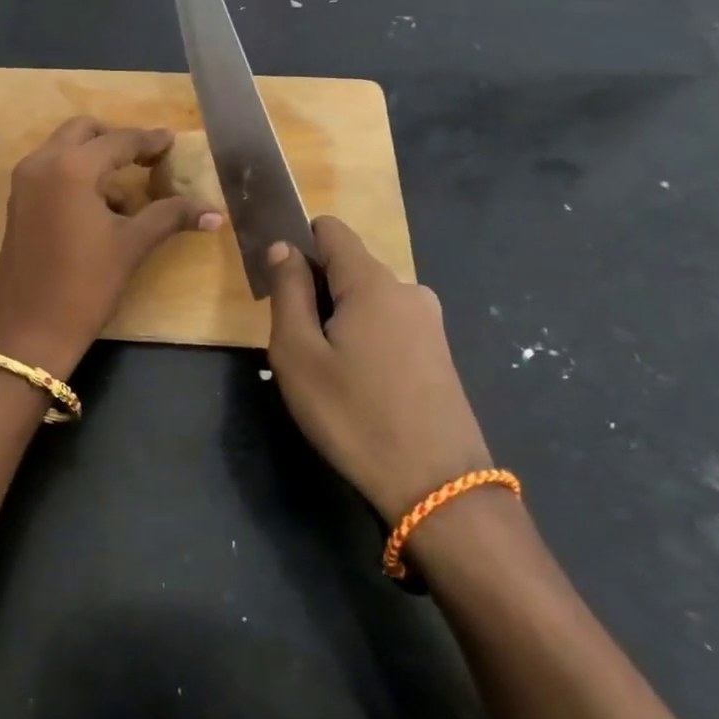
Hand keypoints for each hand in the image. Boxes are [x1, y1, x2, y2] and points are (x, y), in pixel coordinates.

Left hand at [0, 118, 221, 377]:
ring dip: (94, 158)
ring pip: (63, 150)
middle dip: (116, 139)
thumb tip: (215, 212)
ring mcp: (24, 182)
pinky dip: (75, 175)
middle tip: (146, 157)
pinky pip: (50, 171)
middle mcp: (41, 163)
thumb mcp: (131, 246)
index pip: (119, 141)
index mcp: (71, 168)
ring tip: (127, 190)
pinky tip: (100, 208)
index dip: (149, 141)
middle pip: (83, 131)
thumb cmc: (84, 285)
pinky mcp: (17, 202)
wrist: (28, 329)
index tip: (172, 141)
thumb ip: (170, 217)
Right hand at [265, 217, 492, 521]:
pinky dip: (364, 339)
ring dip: (339, 319)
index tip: (280, 287)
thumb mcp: (298, 354)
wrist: (437, 488)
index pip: (330, 230)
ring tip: (326, 372)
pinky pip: (388, 324)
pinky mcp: (438, 353)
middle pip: (347, 267)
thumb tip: (284, 247)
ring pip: (366, 299)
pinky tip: (358, 385)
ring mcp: (429, 322)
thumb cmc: (354, 415)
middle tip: (297, 345)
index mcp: (372, 282)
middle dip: (316, 291)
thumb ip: (288, 291)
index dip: (298, 246)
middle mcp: (407, 289)